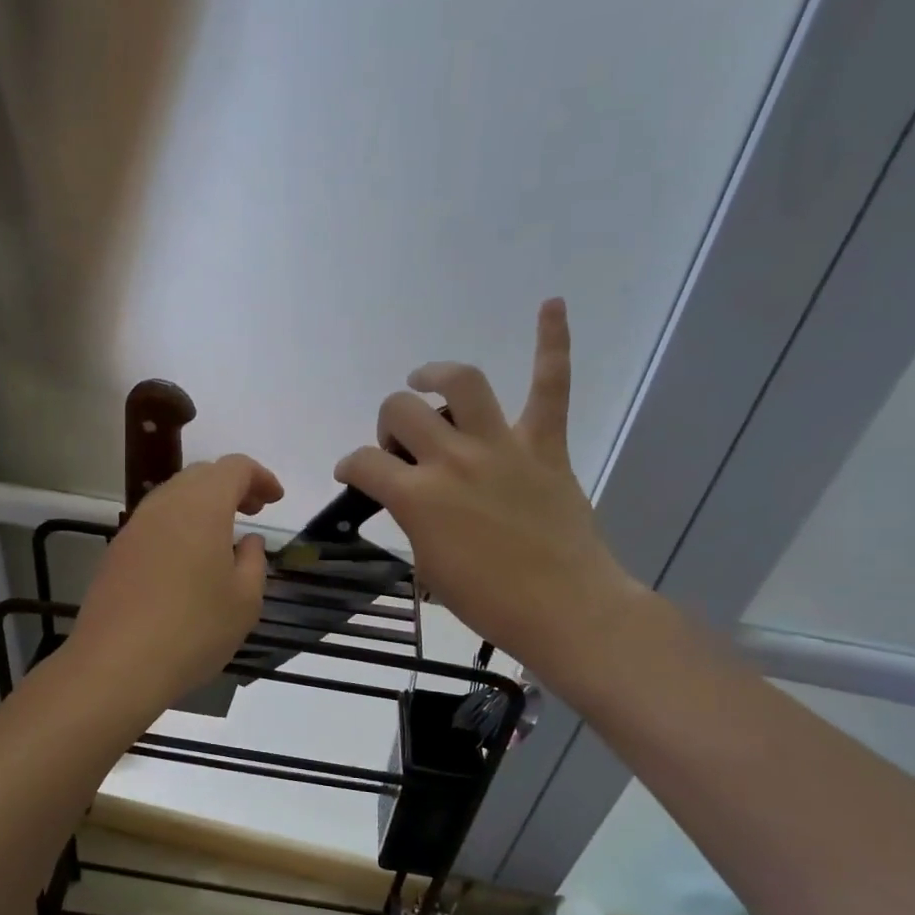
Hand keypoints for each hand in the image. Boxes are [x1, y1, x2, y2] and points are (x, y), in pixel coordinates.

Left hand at [64, 454, 284, 706]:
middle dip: (231, 485)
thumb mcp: (244, 601)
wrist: (116, 665)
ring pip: (174, 496)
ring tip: (222, 535)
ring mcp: (135, 526)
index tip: (275, 499)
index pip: (234, 468)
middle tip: (253, 511)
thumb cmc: (193, 630)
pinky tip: (188, 559)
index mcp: (202, 507)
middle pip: (201, 475)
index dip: (260, 477)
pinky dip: (179, 525)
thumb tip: (249, 541)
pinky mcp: (117, 551)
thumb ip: (254, 562)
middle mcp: (165, 505)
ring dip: (202, 504)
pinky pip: (155, 521)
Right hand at [335, 299, 645, 687]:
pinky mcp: (545, 445)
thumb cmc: (489, 602)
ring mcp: (501, 446)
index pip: (363, 462)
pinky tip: (551, 304)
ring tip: (427, 380)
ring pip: (462, 382)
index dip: (350, 466)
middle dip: (390, 424)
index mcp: (418, 496)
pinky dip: (552, 343)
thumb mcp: (429, 567)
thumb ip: (413, 521)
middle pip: (402, 410)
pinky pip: (551, 385)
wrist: (565, 610)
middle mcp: (453, 459)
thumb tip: (412, 498)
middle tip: (401, 446)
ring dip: (437, 374)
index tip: (353, 474)